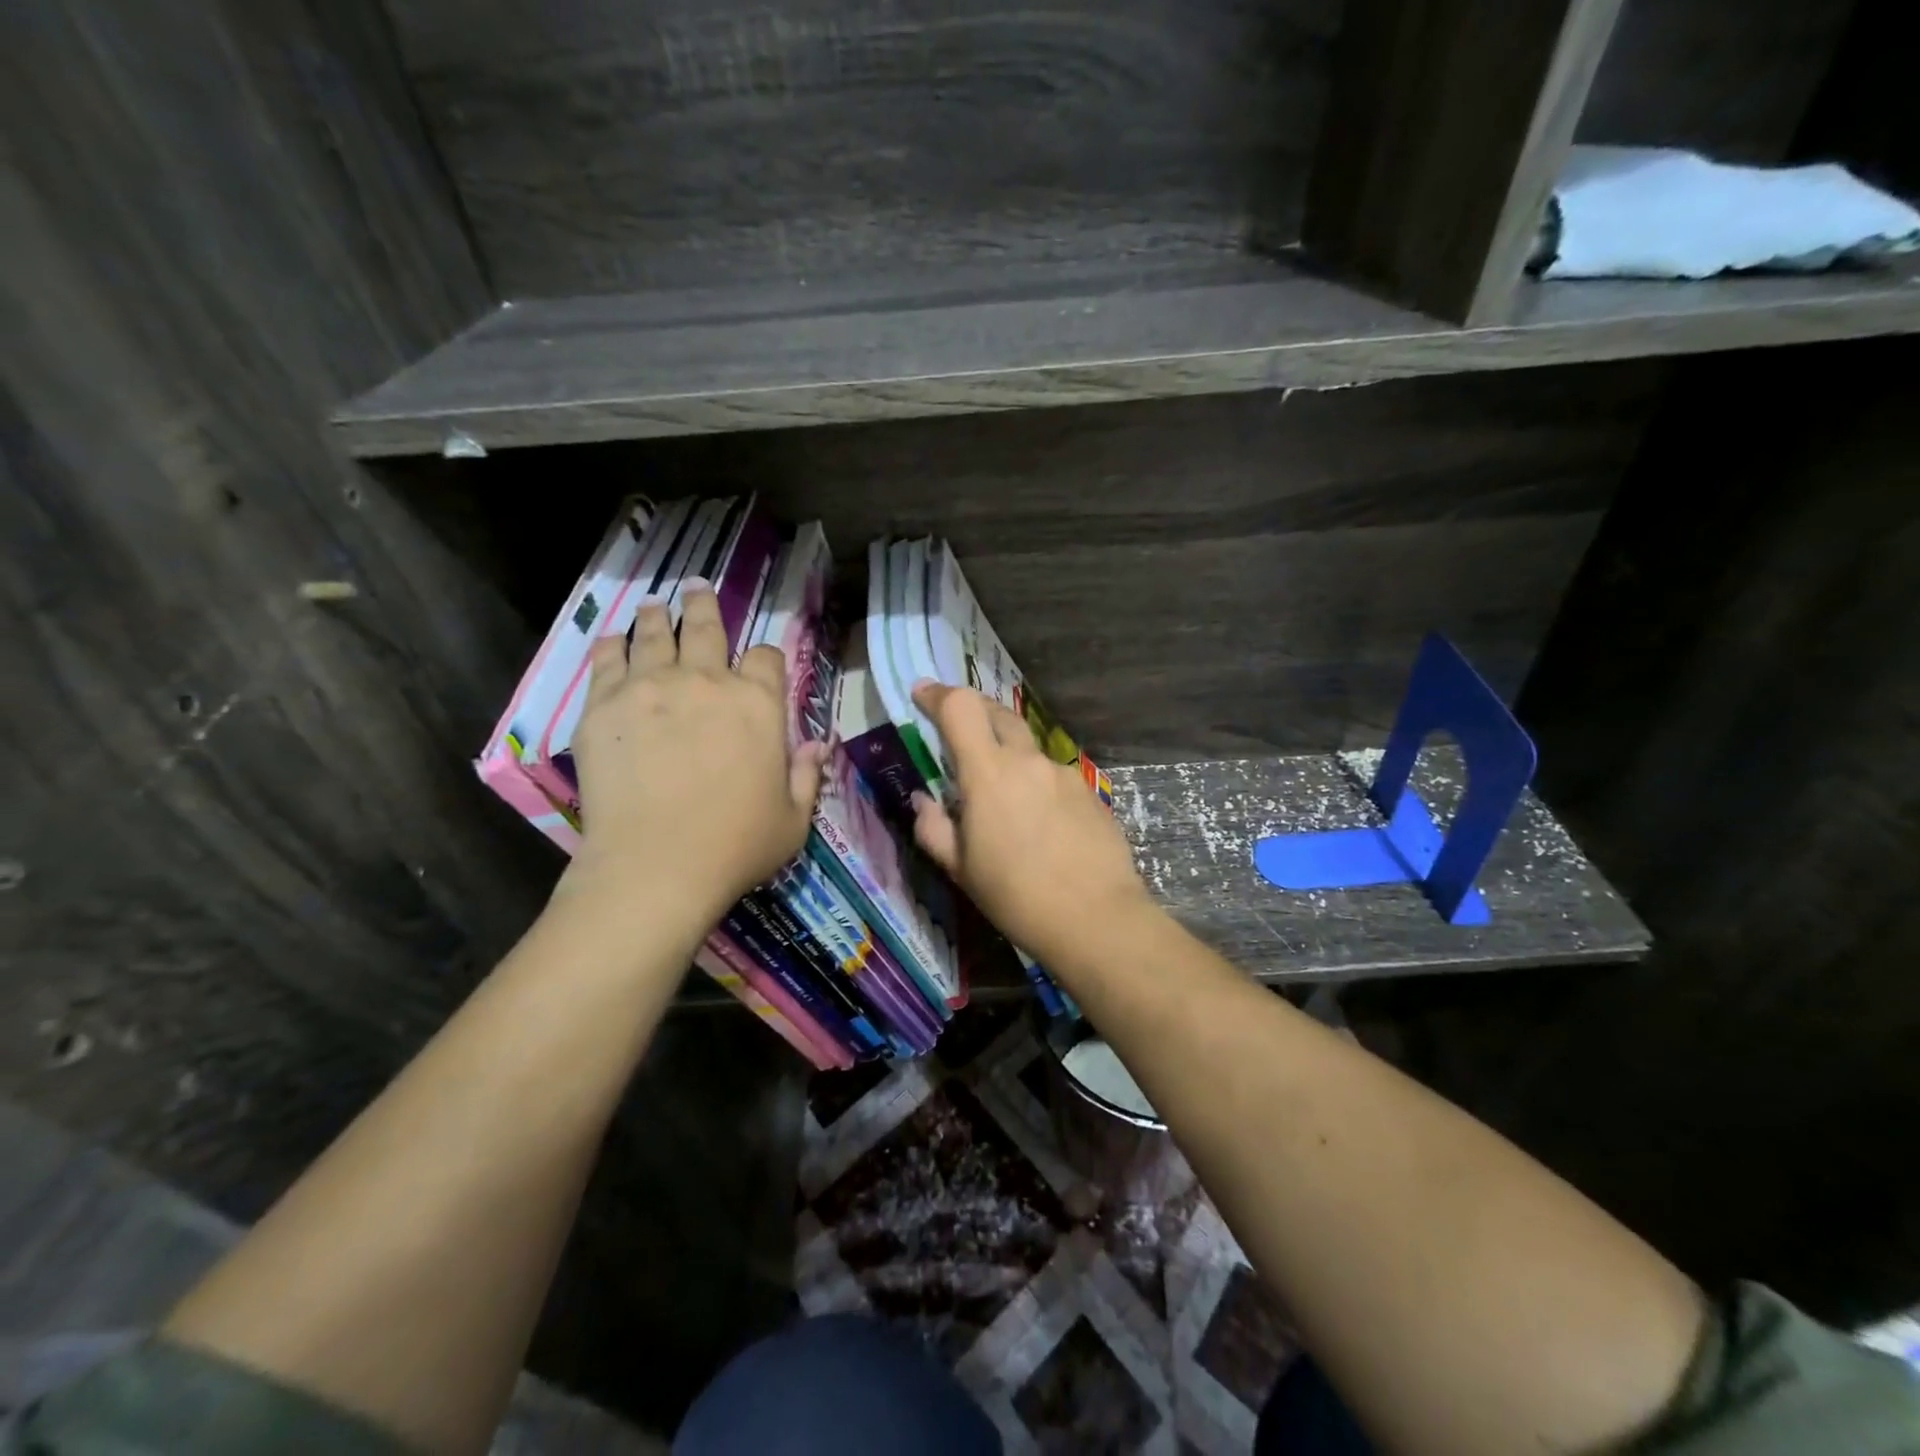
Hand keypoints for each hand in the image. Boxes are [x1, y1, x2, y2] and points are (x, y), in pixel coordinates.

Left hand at [561, 583, 826, 927]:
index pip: (766, 657)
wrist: (656, 865)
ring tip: (654, 607)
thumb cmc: (736, 845)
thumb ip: (807, 775)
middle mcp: (706, 681)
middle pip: (705, 627)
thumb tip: (818, 745)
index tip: (757, 663)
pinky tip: (613, 639)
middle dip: (703, 606)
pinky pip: (607, 659)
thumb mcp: (794, 819)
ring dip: (657, 618)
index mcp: (758, 704)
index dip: (765, 657)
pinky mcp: (604, 705)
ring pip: (654, 634)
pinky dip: (612, 645)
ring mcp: (651, 688)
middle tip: (695, 589)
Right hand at [910, 682, 1152, 973]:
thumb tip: (924, 801)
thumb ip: (934, 828)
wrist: (1097, 918)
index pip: (961, 708)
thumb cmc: (1016, 896)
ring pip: (1027, 748)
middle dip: (973, 712)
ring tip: (1001, 797)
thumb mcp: (960, 869)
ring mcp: (1064, 773)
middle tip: (956, 731)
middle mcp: (1028, 761)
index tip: (921, 694)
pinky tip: (1039, 822)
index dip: (937, 694)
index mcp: (989, 773)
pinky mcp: (1089, 791)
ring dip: (1007, 755)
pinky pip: (1051, 774)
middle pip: (997, 713)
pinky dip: (1035, 783)